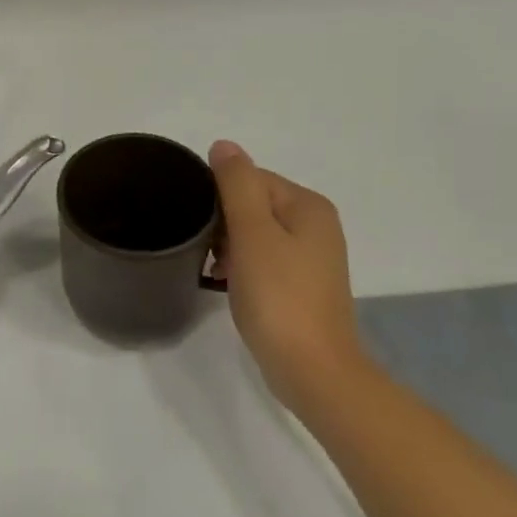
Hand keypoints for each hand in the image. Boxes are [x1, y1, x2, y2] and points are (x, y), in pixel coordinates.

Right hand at [209, 140, 369, 418]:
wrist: (312, 370)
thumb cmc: (279, 297)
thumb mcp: (253, 233)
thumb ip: (237, 185)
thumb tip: (224, 145)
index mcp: (309, 206)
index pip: (252, 178)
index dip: (220, 197)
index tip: (200, 225)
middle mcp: (317, 226)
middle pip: (255, 205)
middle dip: (224, 223)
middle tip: (204, 250)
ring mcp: (312, 259)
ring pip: (257, 235)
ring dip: (230, 247)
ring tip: (212, 271)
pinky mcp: (302, 287)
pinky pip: (264, 261)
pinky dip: (243, 268)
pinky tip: (226, 286)